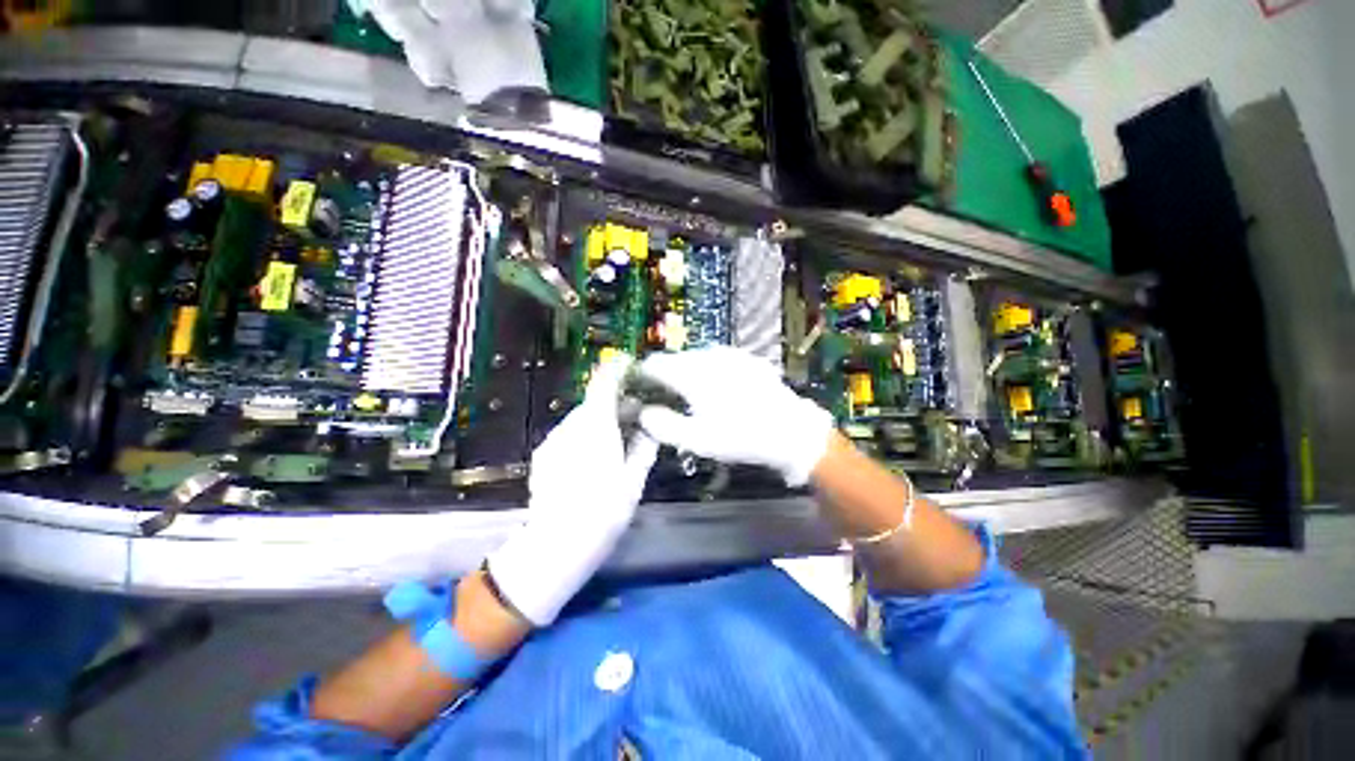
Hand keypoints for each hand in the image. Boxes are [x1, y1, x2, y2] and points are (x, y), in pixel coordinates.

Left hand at [487, 356, 658, 625]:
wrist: (556, 545)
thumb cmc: (604, 511)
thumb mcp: (634, 479)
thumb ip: (644, 447)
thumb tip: (650, 427)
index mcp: (596, 426)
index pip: (604, 383)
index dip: (617, 369)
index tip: (630, 364)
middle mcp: (571, 426)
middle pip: (595, 402)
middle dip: (617, 404)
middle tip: (638, 417)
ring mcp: (554, 440)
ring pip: (582, 420)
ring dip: (601, 421)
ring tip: (619, 440)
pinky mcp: (544, 455)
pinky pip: (569, 435)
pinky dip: (585, 436)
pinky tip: (594, 458)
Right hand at [636, 346, 834, 486]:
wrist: (790, 430)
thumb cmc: (740, 436)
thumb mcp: (697, 439)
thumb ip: (663, 425)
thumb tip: (644, 412)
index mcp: (692, 373)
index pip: (655, 364)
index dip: (643, 376)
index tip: (640, 391)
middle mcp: (709, 356)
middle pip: (675, 360)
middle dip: (666, 377)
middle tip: (668, 401)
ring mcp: (730, 355)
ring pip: (696, 359)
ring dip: (688, 374)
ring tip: (693, 398)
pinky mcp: (746, 359)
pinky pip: (717, 361)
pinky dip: (710, 372)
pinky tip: (719, 391)